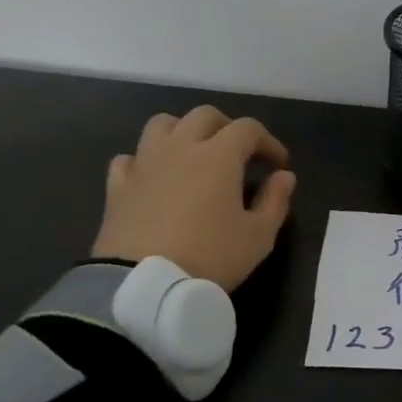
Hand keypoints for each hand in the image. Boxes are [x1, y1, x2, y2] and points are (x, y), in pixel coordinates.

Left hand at [92, 106, 296, 290]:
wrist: (143, 286)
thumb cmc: (210, 257)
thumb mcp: (259, 236)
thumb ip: (275, 200)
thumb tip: (284, 176)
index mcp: (219, 156)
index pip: (248, 128)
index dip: (268, 142)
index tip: (278, 165)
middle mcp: (180, 148)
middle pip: (205, 116)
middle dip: (228, 127)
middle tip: (239, 154)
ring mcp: (144, 164)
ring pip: (162, 125)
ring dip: (183, 132)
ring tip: (194, 156)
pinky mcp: (118, 186)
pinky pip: (130, 158)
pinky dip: (145, 161)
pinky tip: (155, 178)